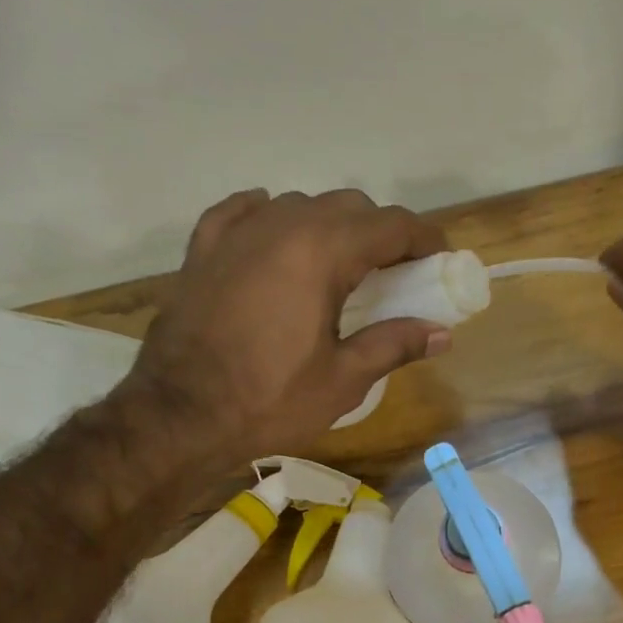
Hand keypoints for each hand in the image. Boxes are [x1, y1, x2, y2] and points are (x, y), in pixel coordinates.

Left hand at [119, 188, 450, 469]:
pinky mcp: (203, 250)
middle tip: (395, 274)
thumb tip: (442, 333)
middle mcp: (280, 226)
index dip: (423, 238)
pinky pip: (242, 213)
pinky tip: (276, 232)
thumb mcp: (343, 380)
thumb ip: (394, 345)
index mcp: (320, 252)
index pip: (389, 225)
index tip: (440, 259)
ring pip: (298, 206)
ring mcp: (236, 233)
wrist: (180, 416)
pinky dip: (269, 217)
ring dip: (329, 226)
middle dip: (380, 233)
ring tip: (339, 266)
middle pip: (347, 207)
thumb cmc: (270, 401)